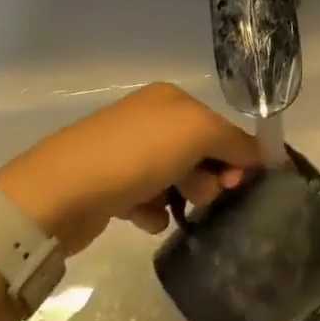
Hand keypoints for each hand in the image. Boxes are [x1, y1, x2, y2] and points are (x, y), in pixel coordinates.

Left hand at [0, 83, 260, 252]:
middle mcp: (149, 119)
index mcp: (171, 99)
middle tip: (207, 199)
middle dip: (212, 179)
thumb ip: (236, 142)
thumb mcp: (199, 133)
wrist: (61, 192)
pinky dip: (154, 212)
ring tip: (175, 213)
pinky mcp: (109, 184)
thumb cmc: (137, 155)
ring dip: (185, 198)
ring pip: (177, 178)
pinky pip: (148, 199)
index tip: (242, 186)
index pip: (222, 127)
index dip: (239, 157)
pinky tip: (147, 221)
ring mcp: (126, 152)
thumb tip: (259, 159)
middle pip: (201, 153)